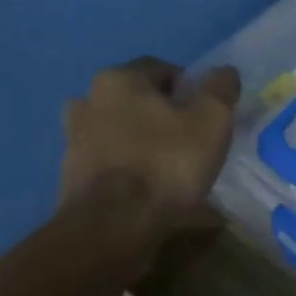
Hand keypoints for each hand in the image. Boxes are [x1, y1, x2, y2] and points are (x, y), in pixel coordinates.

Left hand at [60, 58, 241, 248]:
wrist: (114, 226)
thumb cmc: (166, 164)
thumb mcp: (211, 121)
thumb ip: (220, 89)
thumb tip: (224, 71)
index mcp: (119, 79)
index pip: (161, 69)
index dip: (190, 88)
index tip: (208, 114)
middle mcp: (88, 99)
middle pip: (136, 99)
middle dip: (162, 114)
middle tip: (191, 140)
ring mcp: (74, 139)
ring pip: (119, 130)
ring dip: (141, 141)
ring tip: (169, 167)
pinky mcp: (71, 175)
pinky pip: (109, 162)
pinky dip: (127, 168)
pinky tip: (147, 188)